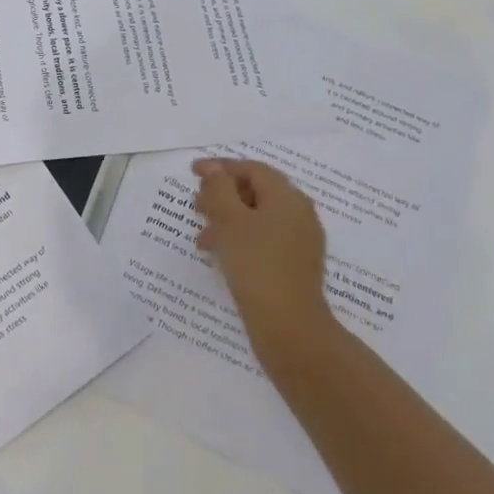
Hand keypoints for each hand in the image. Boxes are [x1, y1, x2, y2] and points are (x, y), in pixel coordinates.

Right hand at [192, 158, 335, 366]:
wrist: (289, 326)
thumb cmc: (256, 265)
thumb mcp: (229, 221)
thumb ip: (218, 189)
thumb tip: (213, 168)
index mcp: (287, 197)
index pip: (252, 169)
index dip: (221, 167)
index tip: (193, 172)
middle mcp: (299, 213)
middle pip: (257, 191)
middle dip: (223, 195)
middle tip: (196, 206)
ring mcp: (300, 240)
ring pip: (258, 218)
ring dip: (227, 220)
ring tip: (202, 239)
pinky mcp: (295, 264)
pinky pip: (264, 239)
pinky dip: (240, 239)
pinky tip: (221, 256)